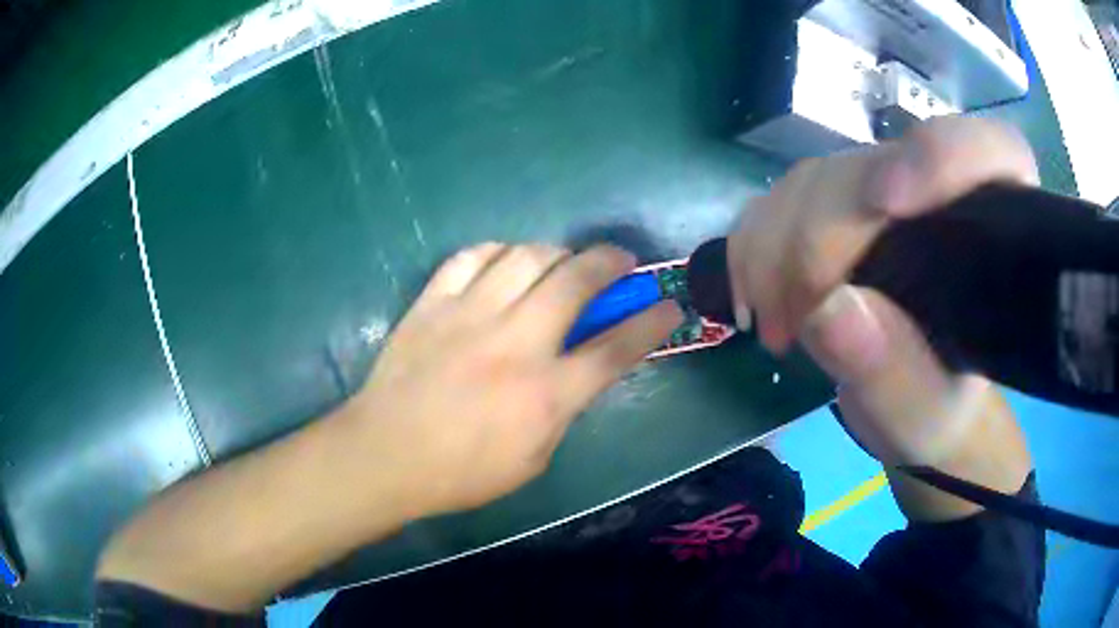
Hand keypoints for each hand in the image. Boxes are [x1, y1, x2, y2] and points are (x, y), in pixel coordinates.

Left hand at [338, 243, 681, 516]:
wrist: (386, 454)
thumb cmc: (461, 471)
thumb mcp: (532, 460)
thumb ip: (562, 410)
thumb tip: (576, 370)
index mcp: (546, 393)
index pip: (616, 349)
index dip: (652, 323)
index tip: (669, 305)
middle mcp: (515, 343)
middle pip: (575, 281)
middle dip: (610, 261)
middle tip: (620, 259)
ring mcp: (469, 315)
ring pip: (525, 256)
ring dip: (555, 251)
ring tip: (561, 260)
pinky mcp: (432, 303)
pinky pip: (470, 257)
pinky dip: (496, 252)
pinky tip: (502, 262)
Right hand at [728, 118, 1034, 515]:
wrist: (912, 398)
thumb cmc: (937, 407)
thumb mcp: (925, 414)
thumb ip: (893, 373)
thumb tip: (829, 310)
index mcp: (994, 230)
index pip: (988, 151)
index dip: (940, 154)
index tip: (888, 202)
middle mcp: (939, 191)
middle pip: (875, 168)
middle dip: (821, 235)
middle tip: (793, 319)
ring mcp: (882, 189)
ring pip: (818, 178)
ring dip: (775, 246)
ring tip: (773, 326)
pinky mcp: (836, 203)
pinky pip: (781, 198)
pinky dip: (754, 244)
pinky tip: (754, 297)